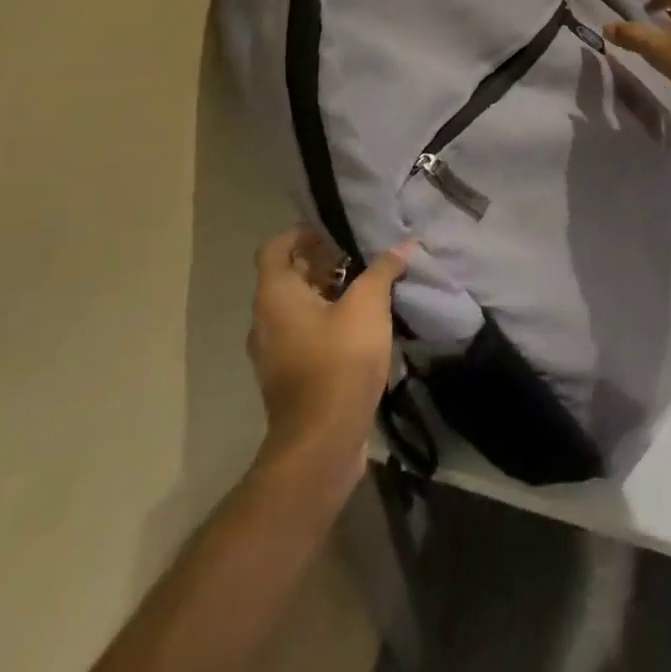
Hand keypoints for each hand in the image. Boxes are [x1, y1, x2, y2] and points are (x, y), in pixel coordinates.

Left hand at [246, 230, 410, 486]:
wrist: (323, 443)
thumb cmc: (339, 361)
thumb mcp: (368, 306)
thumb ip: (383, 270)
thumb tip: (403, 246)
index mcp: (276, 297)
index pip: (275, 248)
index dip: (301, 232)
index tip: (334, 228)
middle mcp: (267, 321)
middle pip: (289, 276)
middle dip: (323, 260)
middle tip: (361, 251)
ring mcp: (276, 352)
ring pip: (299, 307)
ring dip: (329, 291)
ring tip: (369, 283)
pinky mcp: (292, 376)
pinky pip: (307, 334)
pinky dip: (330, 320)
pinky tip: (366, 323)